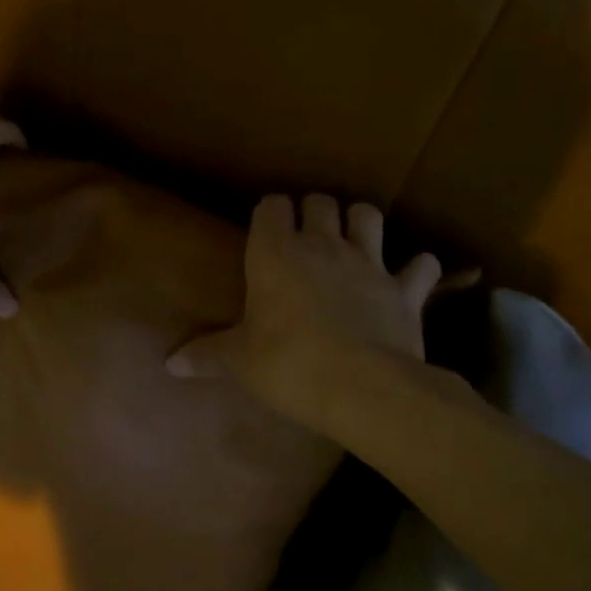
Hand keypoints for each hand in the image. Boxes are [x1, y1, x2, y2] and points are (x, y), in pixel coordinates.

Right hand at [167, 193, 442, 428]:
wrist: (363, 387)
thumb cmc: (289, 366)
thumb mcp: (241, 362)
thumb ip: (207, 355)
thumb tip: (169, 363)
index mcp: (277, 253)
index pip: (272, 206)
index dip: (270, 214)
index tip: (266, 230)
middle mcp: (323, 245)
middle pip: (320, 202)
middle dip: (313, 212)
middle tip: (306, 238)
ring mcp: (369, 262)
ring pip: (368, 215)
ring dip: (360, 223)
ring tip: (353, 242)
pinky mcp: (405, 288)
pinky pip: (421, 266)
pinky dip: (417, 269)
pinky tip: (411, 277)